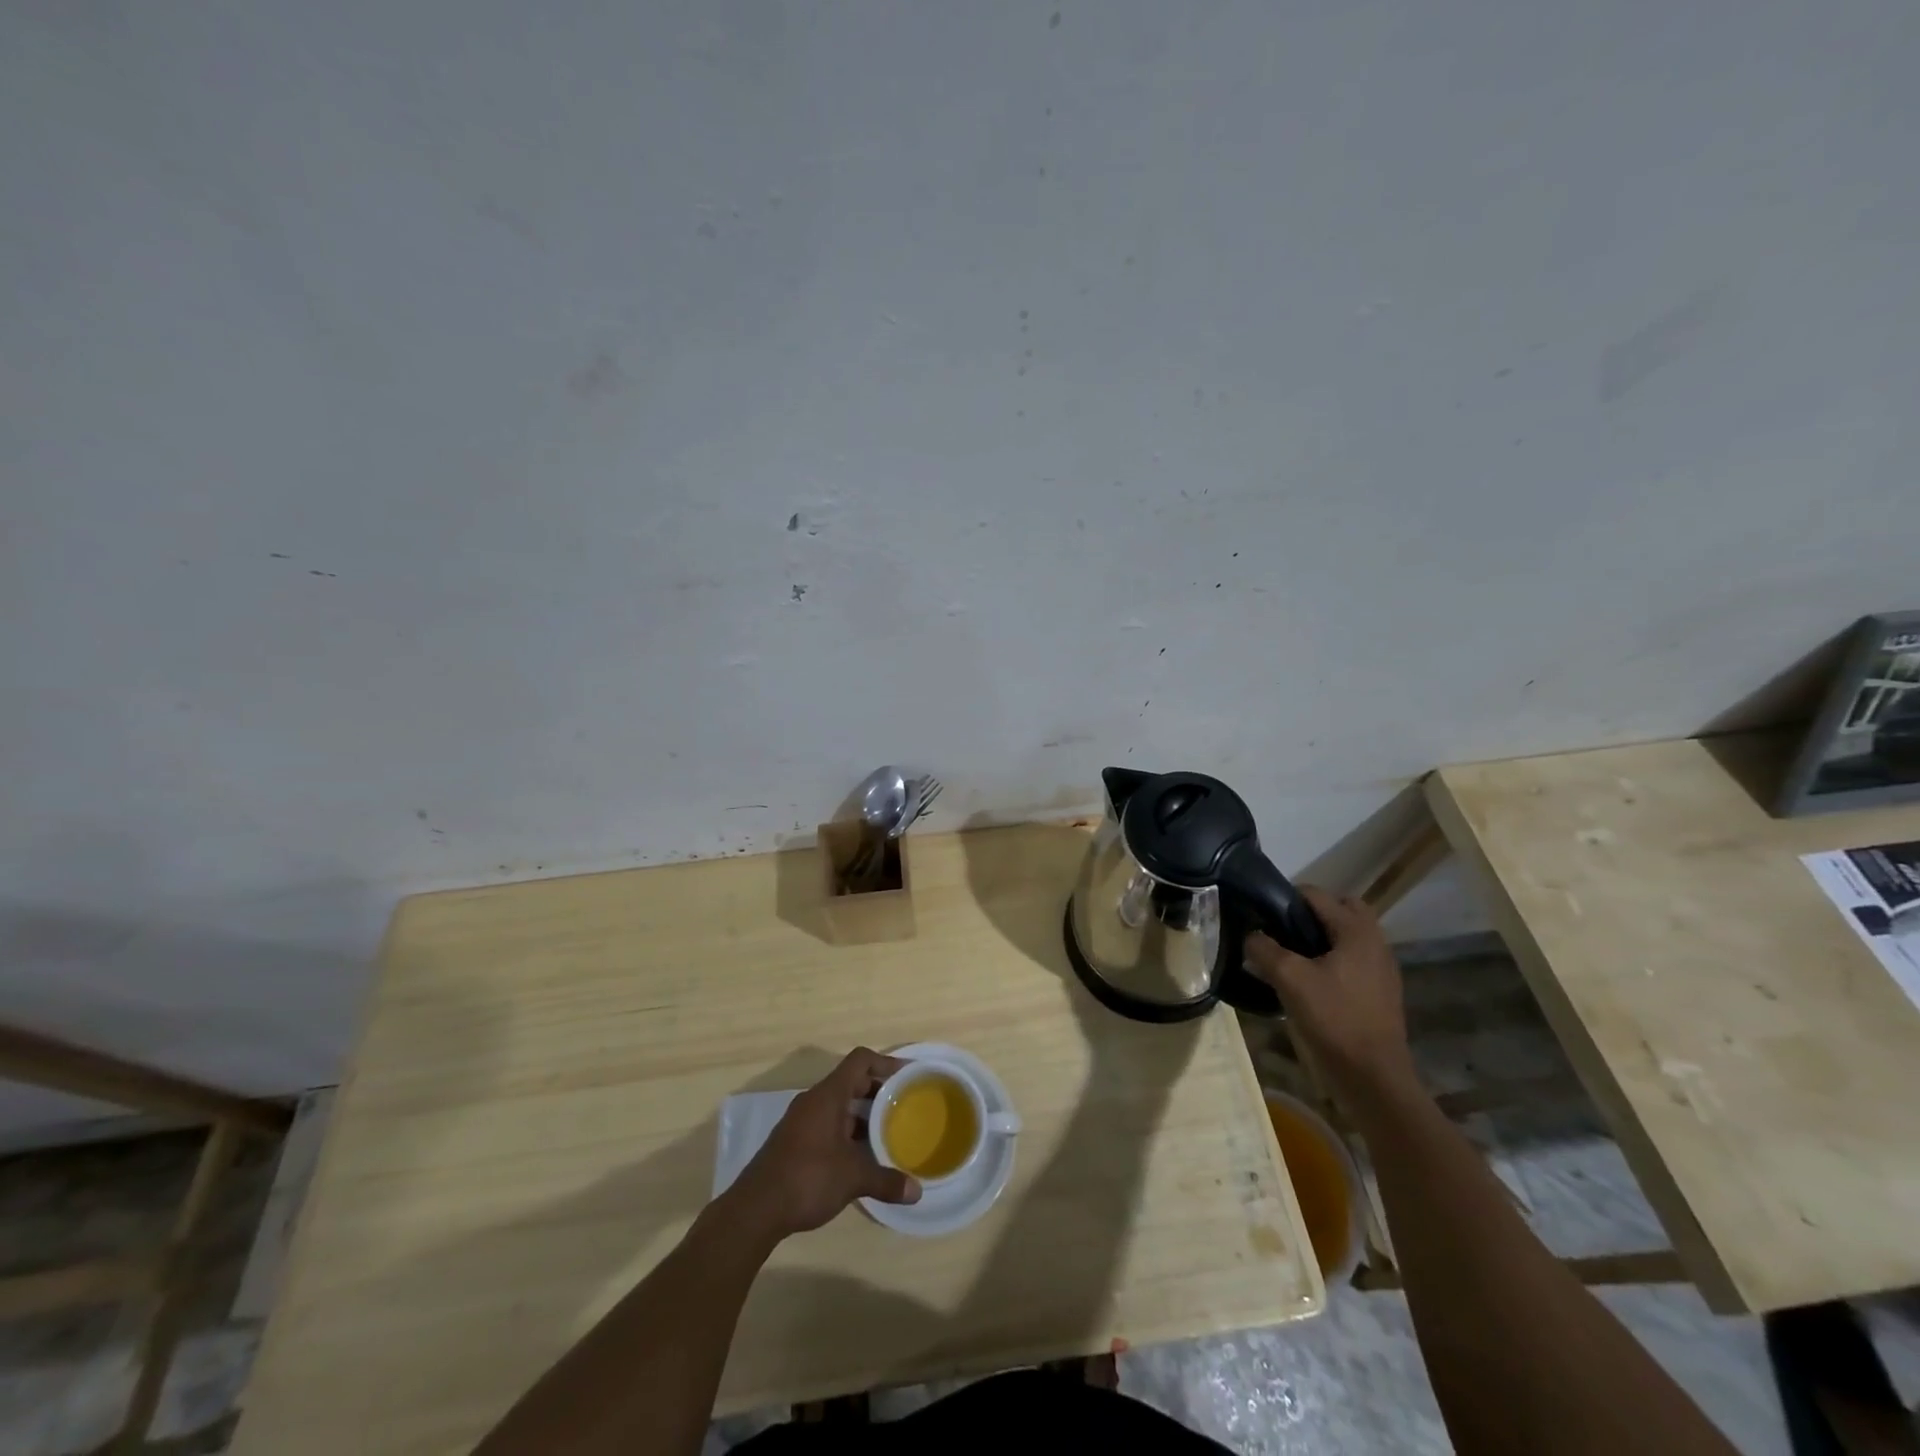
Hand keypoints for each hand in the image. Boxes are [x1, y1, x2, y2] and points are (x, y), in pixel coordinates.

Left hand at [728, 1048, 920, 1239]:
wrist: (754, 1210)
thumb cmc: (807, 1178)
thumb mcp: (852, 1178)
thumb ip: (886, 1181)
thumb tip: (917, 1192)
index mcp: (828, 1095)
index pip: (860, 1060)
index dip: (885, 1062)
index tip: (907, 1076)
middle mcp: (814, 1100)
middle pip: (851, 1081)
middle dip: (878, 1091)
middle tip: (904, 1105)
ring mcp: (801, 1121)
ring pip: (839, 1105)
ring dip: (863, 1114)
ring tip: (888, 1132)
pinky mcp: (794, 1142)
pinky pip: (828, 1124)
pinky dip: (847, 1131)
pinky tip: (861, 1156)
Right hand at [1246, 885, 1417, 1107]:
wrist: (1373, 1078)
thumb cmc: (1334, 1020)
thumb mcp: (1289, 979)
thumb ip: (1265, 949)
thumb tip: (1250, 935)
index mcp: (1356, 930)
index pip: (1316, 894)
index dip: (1284, 899)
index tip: (1261, 916)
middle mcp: (1374, 941)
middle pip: (1340, 908)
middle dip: (1310, 914)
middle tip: (1282, 932)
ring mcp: (1381, 968)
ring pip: (1346, 935)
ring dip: (1321, 937)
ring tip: (1291, 957)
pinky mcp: (1380, 991)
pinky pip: (1352, 959)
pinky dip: (1331, 959)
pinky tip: (1310, 982)